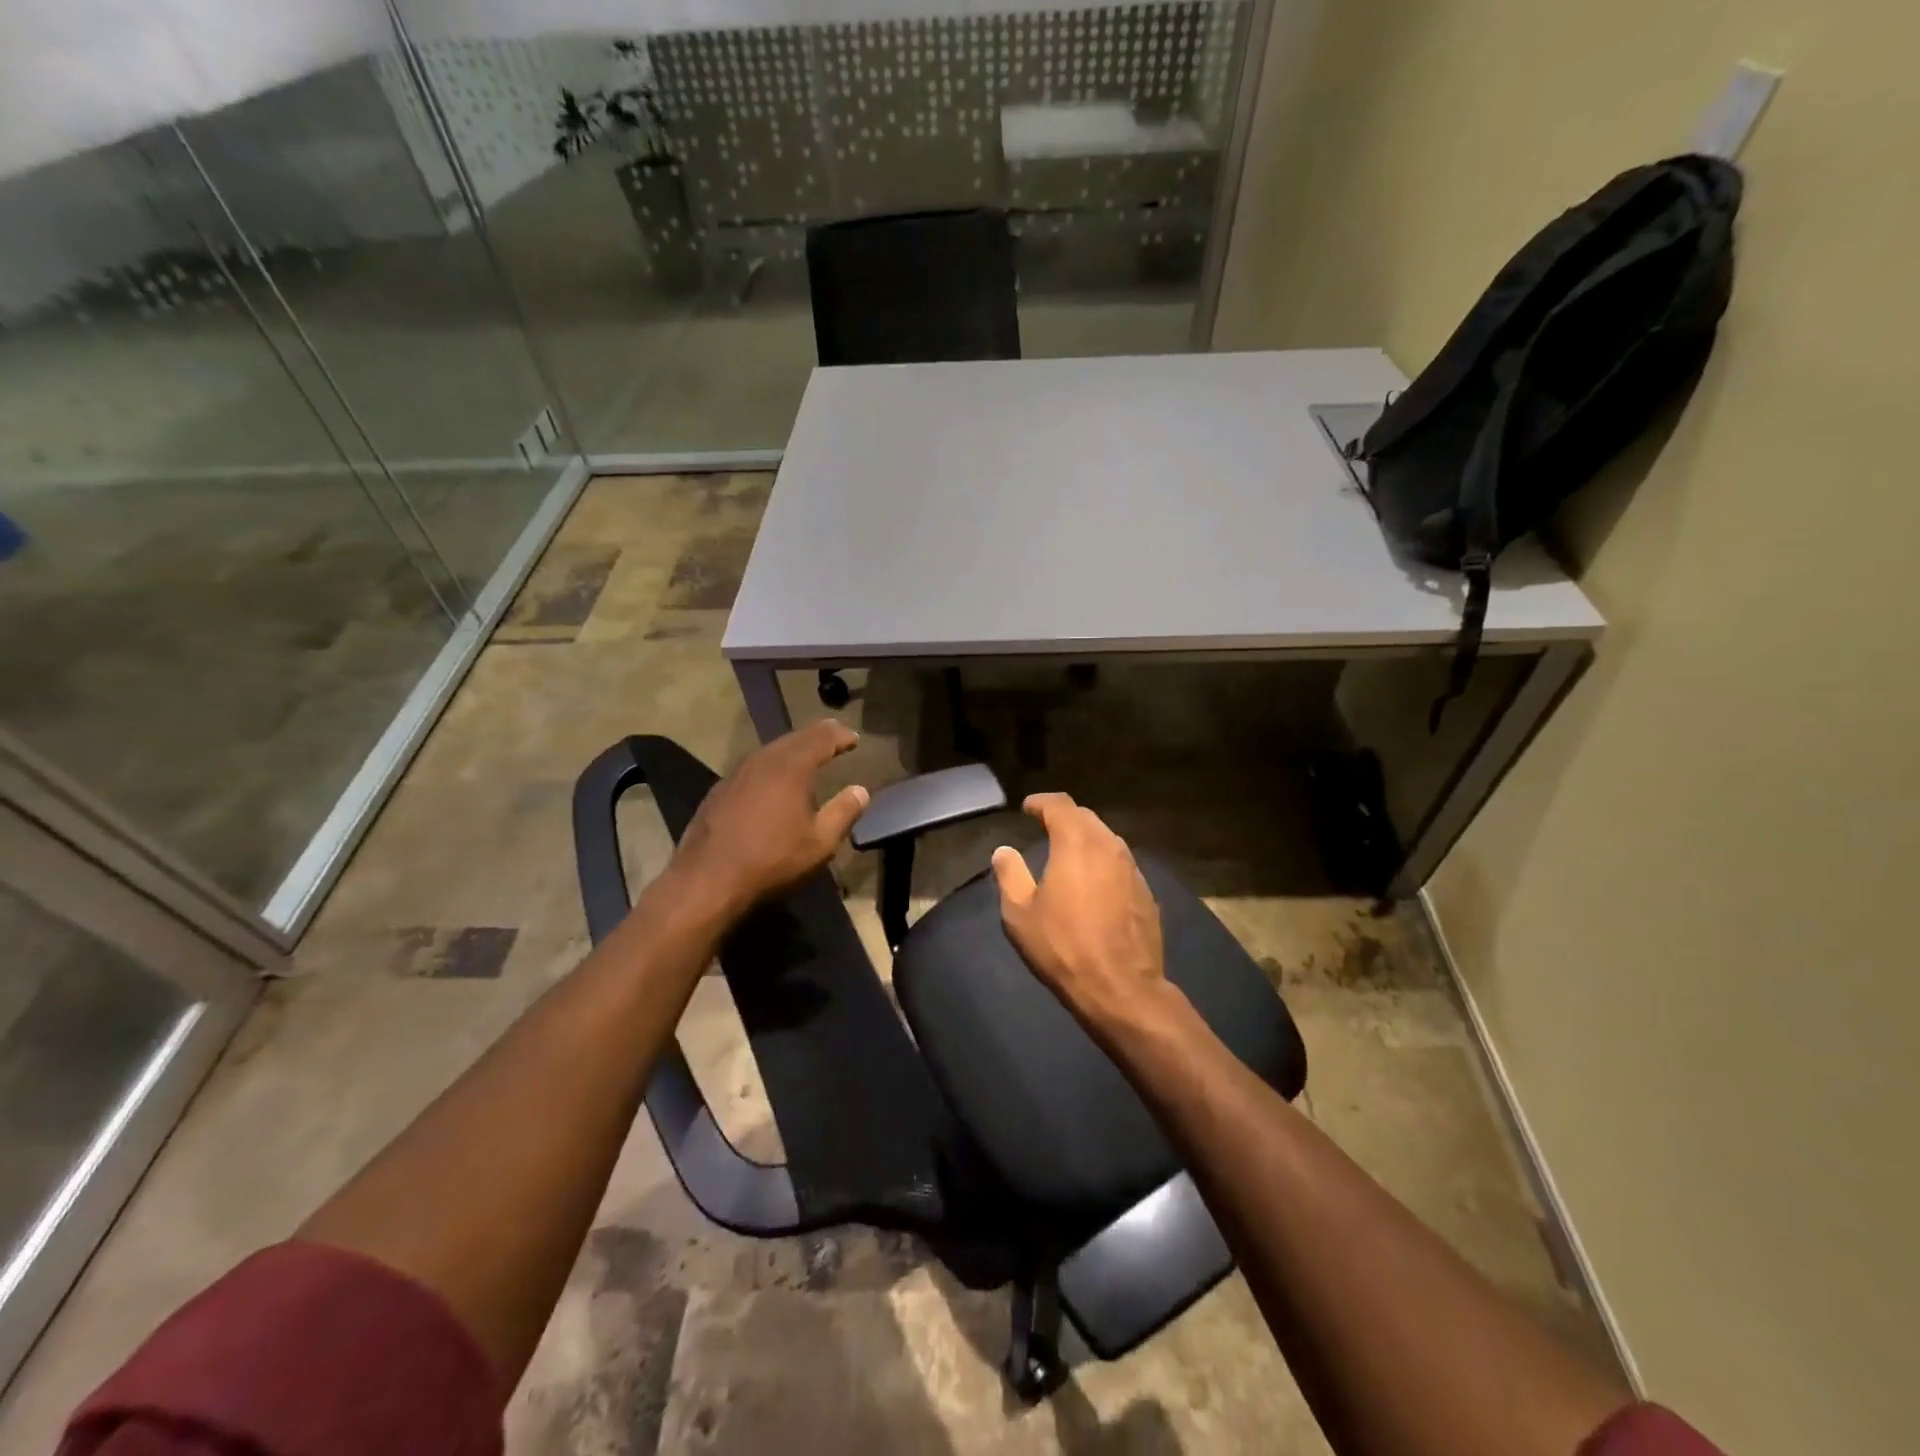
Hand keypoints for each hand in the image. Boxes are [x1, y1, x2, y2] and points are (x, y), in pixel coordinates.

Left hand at [672, 720, 869, 917]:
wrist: (707, 879)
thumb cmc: (772, 859)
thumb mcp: (820, 842)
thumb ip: (843, 812)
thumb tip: (861, 791)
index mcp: (791, 766)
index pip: (821, 738)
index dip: (840, 735)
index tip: (854, 739)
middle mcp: (763, 760)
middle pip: (794, 738)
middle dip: (817, 736)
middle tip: (834, 737)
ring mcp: (737, 773)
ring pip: (771, 750)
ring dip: (793, 749)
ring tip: (808, 755)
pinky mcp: (719, 790)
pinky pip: (754, 766)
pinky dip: (772, 765)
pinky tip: (774, 780)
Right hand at [991, 794, 1168, 1031]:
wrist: (1121, 987)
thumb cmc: (1063, 947)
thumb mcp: (1020, 914)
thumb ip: (1010, 875)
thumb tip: (1004, 851)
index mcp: (1076, 843)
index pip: (1060, 804)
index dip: (1041, 801)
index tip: (1027, 807)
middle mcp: (1108, 846)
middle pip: (1086, 817)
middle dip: (1064, 817)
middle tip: (1045, 826)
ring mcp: (1132, 868)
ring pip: (1107, 838)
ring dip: (1086, 838)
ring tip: (1068, 852)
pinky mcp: (1146, 892)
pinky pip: (1120, 863)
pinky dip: (1103, 862)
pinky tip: (1094, 882)